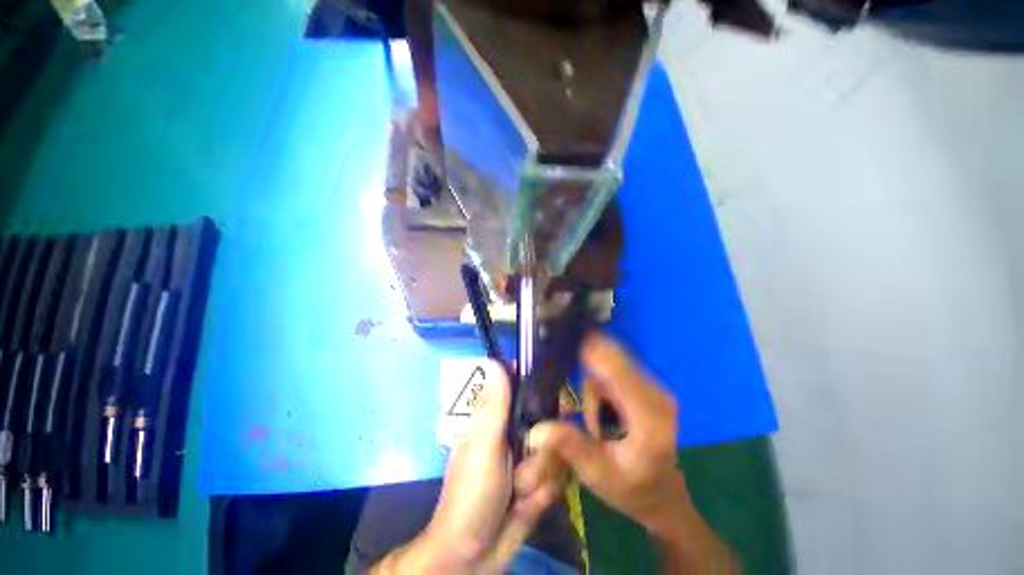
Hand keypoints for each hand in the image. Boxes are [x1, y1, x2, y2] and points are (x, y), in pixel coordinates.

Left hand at [374, 361, 561, 572]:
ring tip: (520, 493)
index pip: (525, 389)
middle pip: (550, 420)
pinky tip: (528, 506)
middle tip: (526, 464)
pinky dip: (544, 493)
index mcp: (498, 418)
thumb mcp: (484, 445)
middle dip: (543, 448)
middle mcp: (516, 433)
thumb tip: (494, 360)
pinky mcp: (540, 482)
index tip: (555, 399)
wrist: (472, 557)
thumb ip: (495, 404)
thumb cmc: (471, 494)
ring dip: (541, 476)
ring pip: (557, 450)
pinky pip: (559, 476)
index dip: (541, 390)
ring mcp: (529, 459)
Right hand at [524, 334, 736, 572]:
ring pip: (611, 363)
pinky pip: (615, 369)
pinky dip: (600, 382)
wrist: (663, 494)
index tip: (563, 338)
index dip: (589, 350)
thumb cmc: (633, 489)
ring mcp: (653, 387)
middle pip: (613, 358)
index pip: (615, 370)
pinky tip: (600, 412)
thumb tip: (538, 428)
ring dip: (593, 382)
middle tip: (566, 385)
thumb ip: (572, 447)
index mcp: (648, 416)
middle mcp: (656, 393)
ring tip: (593, 421)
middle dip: (586, 363)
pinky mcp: (647, 386)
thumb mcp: (599, 476)